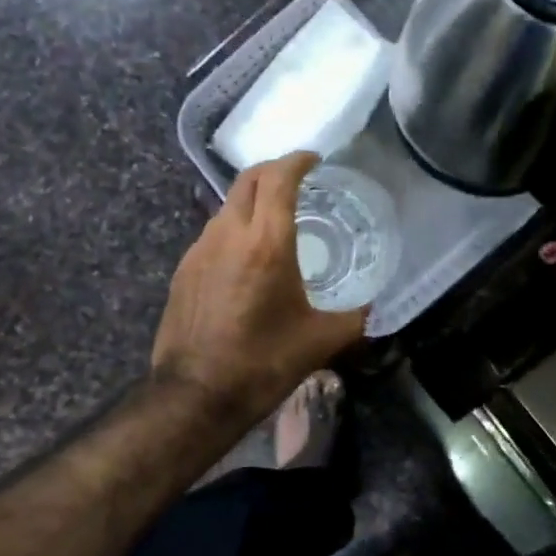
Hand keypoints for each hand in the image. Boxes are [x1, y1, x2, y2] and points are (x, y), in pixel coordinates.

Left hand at [152, 151, 368, 417]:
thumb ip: (354, 317)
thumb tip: (372, 307)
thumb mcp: (321, 340)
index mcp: (266, 242)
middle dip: (274, 170)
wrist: (195, 395)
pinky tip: (247, 258)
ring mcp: (199, 250)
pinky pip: (213, 233)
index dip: (298, 161)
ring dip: (252, 201)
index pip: (279, 178)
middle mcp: (228, 234)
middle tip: (298, 180)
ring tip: (276, 220)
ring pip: (228, 206)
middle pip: (248, 180)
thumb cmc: (263, 363)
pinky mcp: (184, 270)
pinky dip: (235, 229)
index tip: (315, 160)